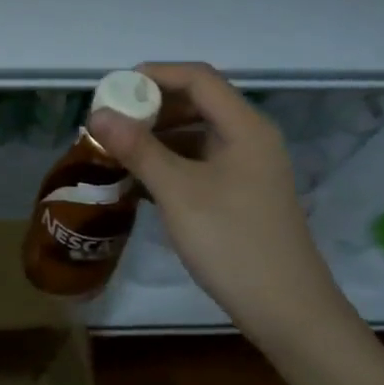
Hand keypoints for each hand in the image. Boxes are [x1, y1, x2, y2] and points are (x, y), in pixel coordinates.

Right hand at [88, 62, 351, 343]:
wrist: (285, 309)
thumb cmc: (232, 242)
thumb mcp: (178, 192)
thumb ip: (138, 149)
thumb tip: (98, 114)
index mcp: (245, 127)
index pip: (198, 78)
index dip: (154, 75)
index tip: (112, 89)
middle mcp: (250, 139)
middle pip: (197, 104)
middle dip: (151, 107)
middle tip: (109, 121)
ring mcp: (247, 169)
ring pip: (196, 136)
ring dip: (156, 137)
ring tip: (116, 150)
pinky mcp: (240, 195)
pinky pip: (199, 164)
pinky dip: (168, 164)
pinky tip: (138, 181)